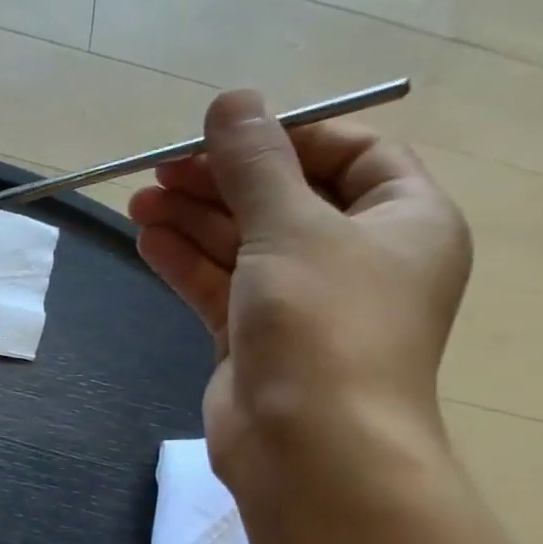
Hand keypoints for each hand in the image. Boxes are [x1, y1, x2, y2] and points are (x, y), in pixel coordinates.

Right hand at [127, 89, 470, 494]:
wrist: (308, 443)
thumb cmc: (323, 324)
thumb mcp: (290, 228)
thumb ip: (255, 164)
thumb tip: (231, 100)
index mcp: (403, 220)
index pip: (351, 155)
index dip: (288, 138)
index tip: (225, 136)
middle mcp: (357, 258)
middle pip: (284, 200)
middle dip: (222, 182)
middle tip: (162, 169)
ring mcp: (302, 302)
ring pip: (243, 244)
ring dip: (193, 220)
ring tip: (139, 200)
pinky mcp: (255, 337)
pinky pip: (219, 284)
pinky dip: (185, 260)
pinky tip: (146, 237)